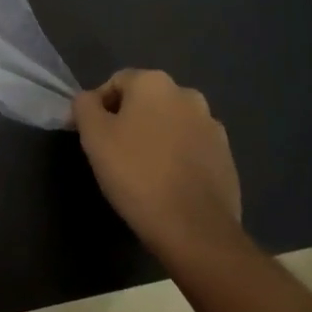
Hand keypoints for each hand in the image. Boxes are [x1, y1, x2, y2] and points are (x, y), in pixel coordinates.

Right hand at [73, 70, 246, 262]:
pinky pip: (191, 148)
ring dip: (155, 138)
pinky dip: (177, 158)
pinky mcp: (226, 157)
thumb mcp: (94, 136)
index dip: (98, 108)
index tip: (92, 137)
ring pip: (170, 124)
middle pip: (146, 101)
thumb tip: (89, 100)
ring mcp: (212, 126)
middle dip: (129, 121)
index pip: (116, 83)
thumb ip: (85, 106)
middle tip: (114, 154)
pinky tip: (168, 185)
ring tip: (142, 172)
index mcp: (154, 83)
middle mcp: (187, 95)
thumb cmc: (137, 174)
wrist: (195, 229)